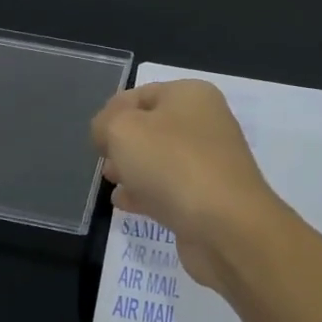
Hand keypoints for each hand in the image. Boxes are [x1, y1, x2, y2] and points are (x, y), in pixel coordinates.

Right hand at [91, 79, 291, 290]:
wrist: (226, 227)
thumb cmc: (172, 164)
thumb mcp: (122, 130)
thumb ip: (104, 123)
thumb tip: (106, 133)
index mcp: (190, 95)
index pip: (140, 94)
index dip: (112, 113)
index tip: (95, 139)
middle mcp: (205, 123)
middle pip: (151, 127)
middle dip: (122, 143)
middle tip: (104, 162)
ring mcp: (209, 162)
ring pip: (160, 159)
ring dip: (133, 169)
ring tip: (111, 181)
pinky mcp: (208, 198)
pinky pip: (170, 189)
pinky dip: (147, 193)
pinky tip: (126, 203)